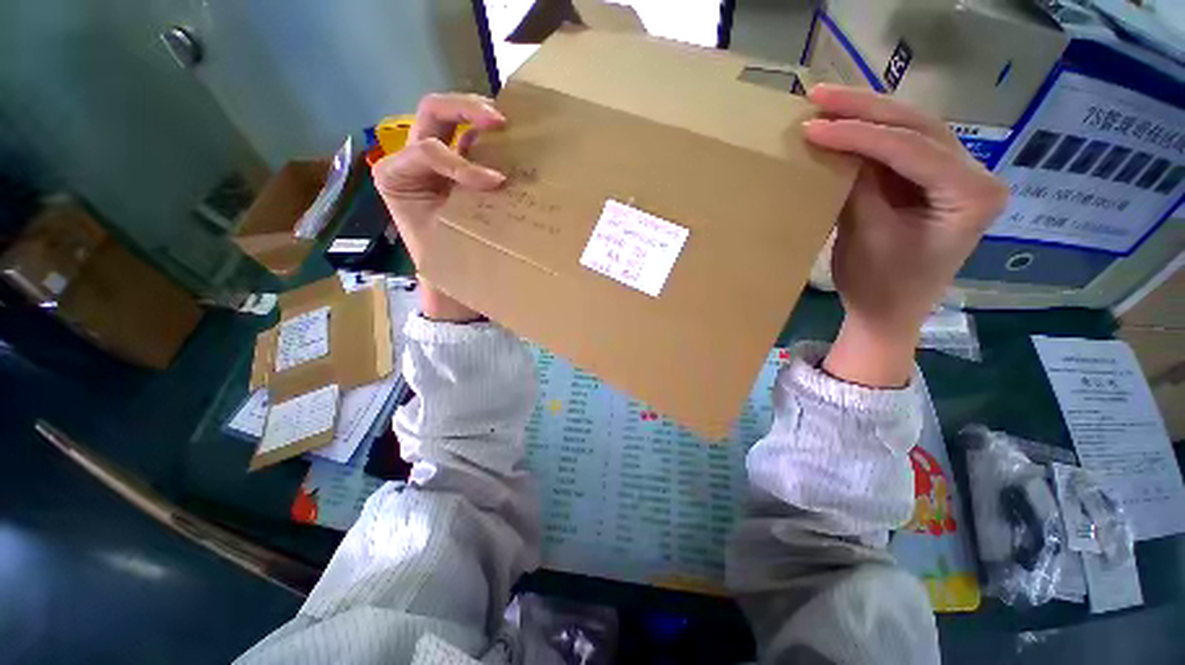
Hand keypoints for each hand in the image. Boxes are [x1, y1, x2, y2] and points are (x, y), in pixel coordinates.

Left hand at [373, 93, 506, 321]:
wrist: (447, 275)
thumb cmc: (443, 261)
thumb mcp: (444, 233)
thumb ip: (463, 208)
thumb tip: (498, 185)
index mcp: (395, 175)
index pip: (428, 151)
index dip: (463, 164)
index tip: (496, 184)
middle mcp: (410, 159)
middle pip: (432, 113)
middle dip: (465, 110)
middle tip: (500, 121)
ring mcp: (433, 160)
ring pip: (447, 117)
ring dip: (476, 113)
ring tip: (505, 123)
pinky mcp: (455, 167)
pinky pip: (468, 140)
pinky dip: (486, 136)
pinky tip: (506, 139)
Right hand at [803, 84, 1007, 386]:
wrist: (890, 314)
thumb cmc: (882, 287)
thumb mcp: (867, 238)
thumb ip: (858, 188)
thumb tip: (835, 147)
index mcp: (972, 194)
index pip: (911, 148)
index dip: (859, 134)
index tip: (812, 125)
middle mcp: (974, 174)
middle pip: (918, 126)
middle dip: (865, 108)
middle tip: (820, 94)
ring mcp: (955, 176)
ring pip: (912, 130)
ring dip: (868, 115)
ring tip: (829, 102)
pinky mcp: (934, 182)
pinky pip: (902, 149)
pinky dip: (870, 138)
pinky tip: (846, 125)